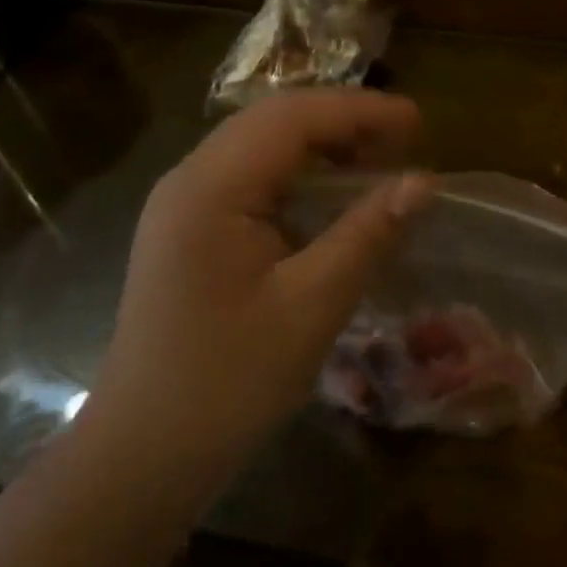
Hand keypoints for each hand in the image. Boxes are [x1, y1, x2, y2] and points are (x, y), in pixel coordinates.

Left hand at [89, 89, 434, 466]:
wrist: (141, 456)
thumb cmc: (227, 383)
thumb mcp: (311, 306)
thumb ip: (368, 234)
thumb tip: (424, 181)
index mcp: (210, 187)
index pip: (292, 117)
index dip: (360, 111)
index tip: (419, 122)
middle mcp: (190, 179)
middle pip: (273, 121)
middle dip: (343, 121)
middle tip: (406, 140)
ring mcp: (184, 204)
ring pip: (261, 146)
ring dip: (321, 145)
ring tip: (378, 160)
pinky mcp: (189, 230)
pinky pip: (251, 179)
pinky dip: (299, 176)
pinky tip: (332, 198)